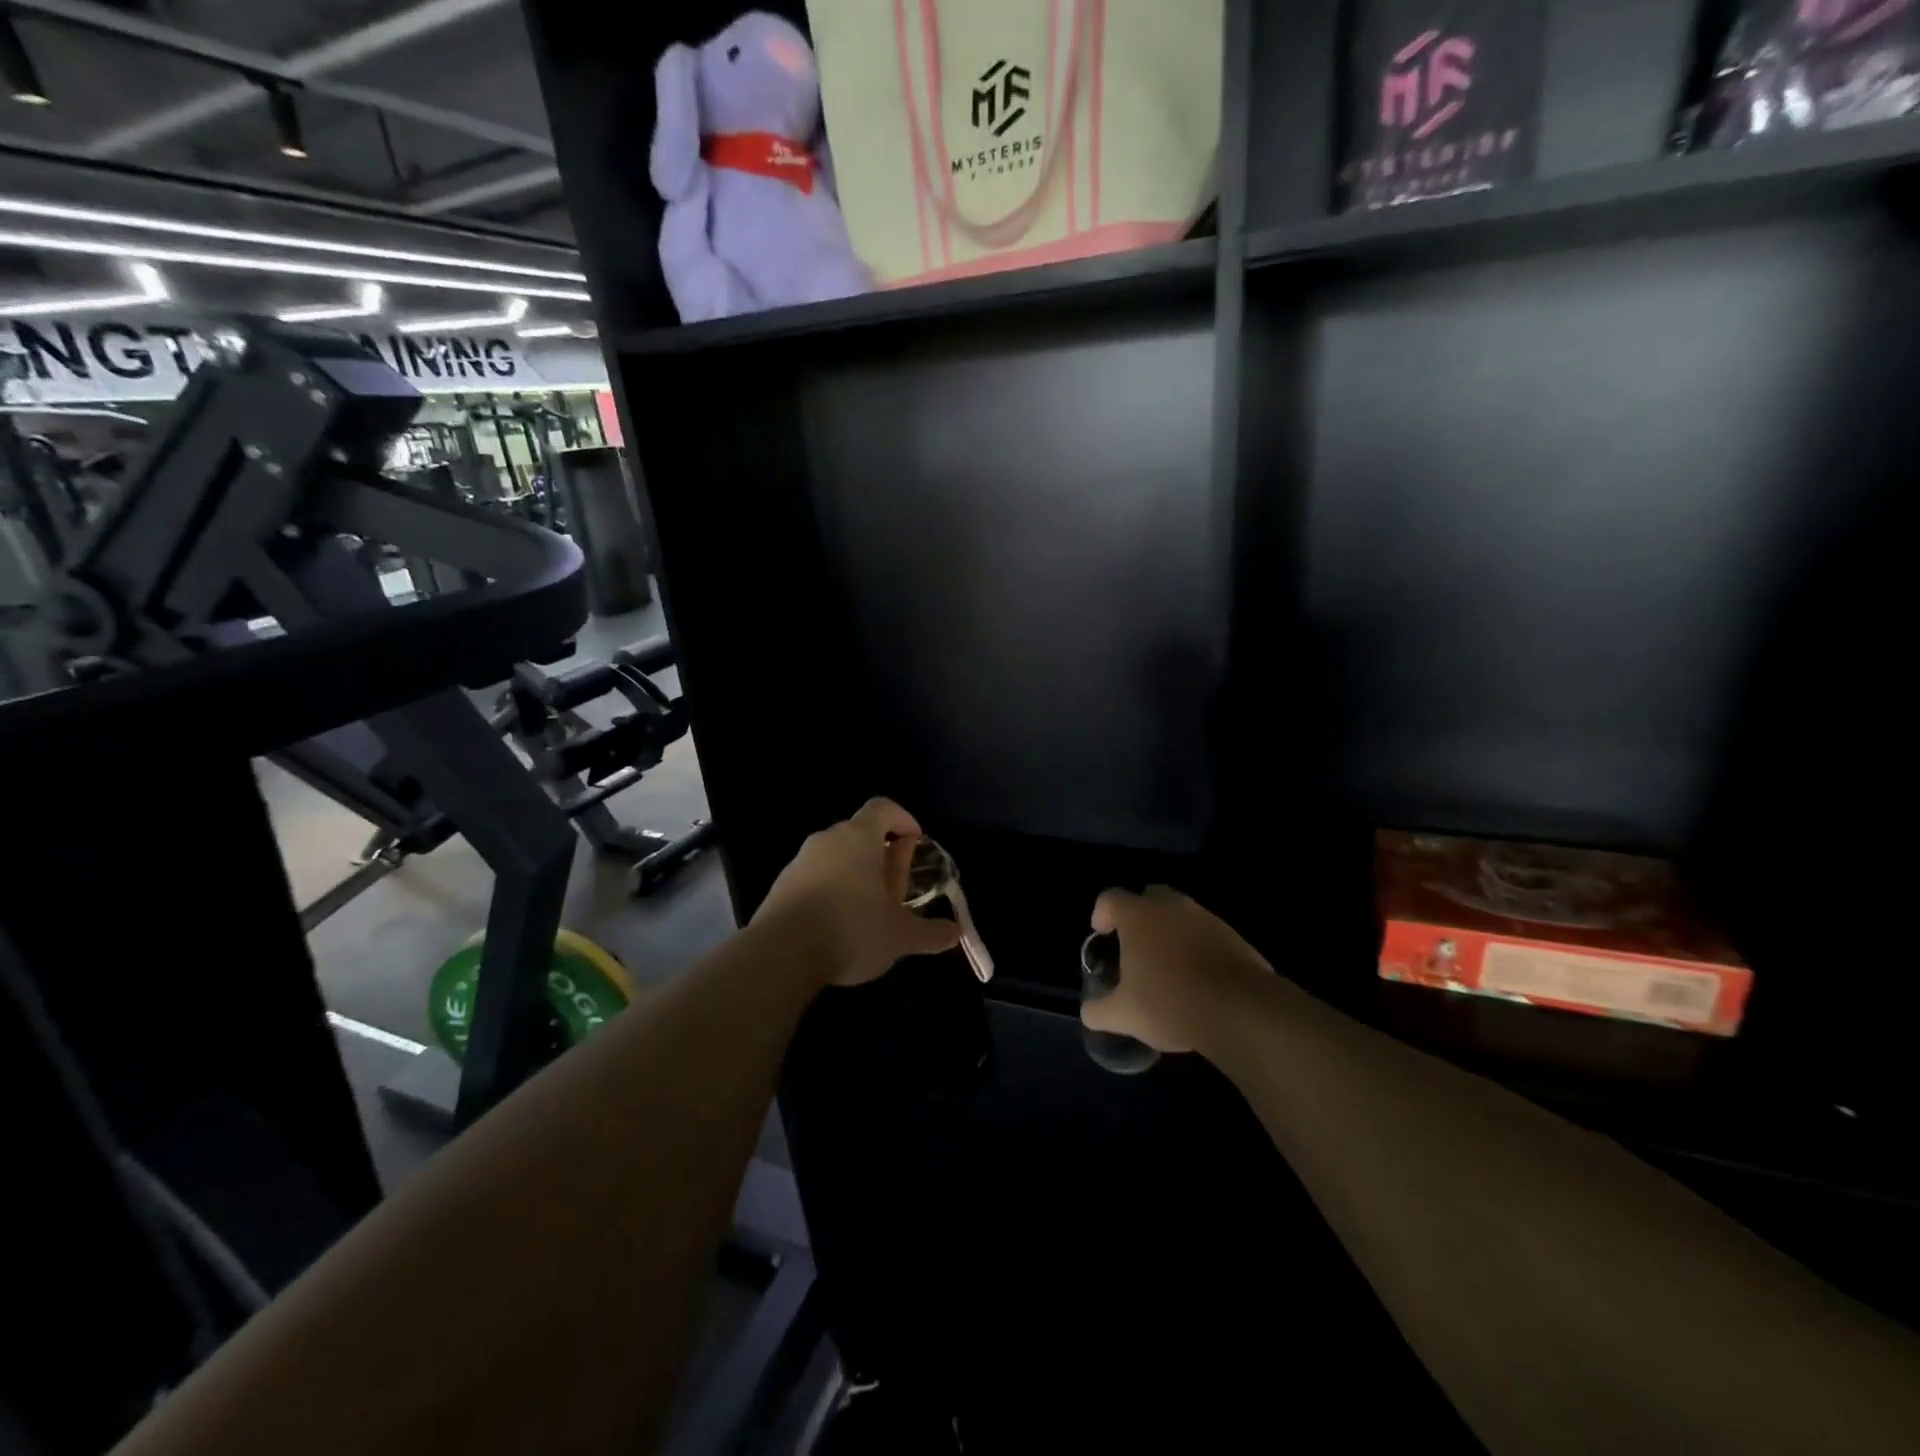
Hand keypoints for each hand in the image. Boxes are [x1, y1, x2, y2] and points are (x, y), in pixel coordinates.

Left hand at [754, 798, 962, 986]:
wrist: (780, 955)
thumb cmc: (851, 930)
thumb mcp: (900, 936)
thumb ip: (931, 933)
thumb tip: (955, 933)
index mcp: (859, 837)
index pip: (883, 807)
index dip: (903, 819)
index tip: (915, 842)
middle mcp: (828, 839)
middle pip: (860, 833)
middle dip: (882, 854)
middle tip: (896, 887)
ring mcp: (800, 861)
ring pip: (836, 856)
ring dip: (855, 873)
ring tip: (868, 909)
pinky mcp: (780, 885)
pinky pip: (814, 877)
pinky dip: (830, 890)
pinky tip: (836, 924)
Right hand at [1081, 886, 1273, 1054]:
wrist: (1240, 1010)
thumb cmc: (1170, 1002)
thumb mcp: (1124, 1015)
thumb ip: (1099, 1011)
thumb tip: (1089, 1012)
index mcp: (1138, 916)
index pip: (1110, 898)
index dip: (1102, 913)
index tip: (1101, 933)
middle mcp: (1171, 907)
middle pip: (1149, 896)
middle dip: (1140, 914)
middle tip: (1135, 943)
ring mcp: (1206, 918)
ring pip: (1181, 913)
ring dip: (1171, 930)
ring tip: (1167, 963)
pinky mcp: (1234, 936)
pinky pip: (1207, 933)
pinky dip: (1198, 946)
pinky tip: (1198, 976)